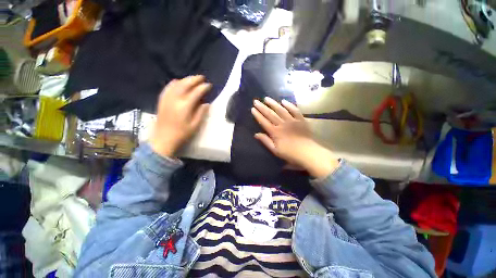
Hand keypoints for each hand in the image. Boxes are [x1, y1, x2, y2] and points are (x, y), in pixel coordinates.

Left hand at [149, 76, 210, 157]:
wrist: (163, 138)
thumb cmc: (182, 134)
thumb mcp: (195, 125)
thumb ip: (201, 113)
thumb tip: (206, 103)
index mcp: (185, 106)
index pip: (196, 92)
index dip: (204, 87)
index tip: (209, 85)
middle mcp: (175, 99)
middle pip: (185, 84)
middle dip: (194, 79)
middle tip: (202, 78)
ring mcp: (167, 98)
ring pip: (176, 84)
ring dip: (185, 79)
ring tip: (192, 79)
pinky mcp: (162, 100)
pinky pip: (168, 87)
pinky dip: (175, 83)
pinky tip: (178, 82)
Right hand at [251, 97, 339, 178]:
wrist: (307, 152)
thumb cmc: (290, 153)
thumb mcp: (275, 150)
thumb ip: (265, 141)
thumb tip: (256, 134)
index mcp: (275, 132)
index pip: (264, 121)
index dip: (257, 115)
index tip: (253, 109)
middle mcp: (282, 124)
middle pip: (270, 114)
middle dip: (262, 107)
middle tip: (256, 101)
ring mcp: (292, 120)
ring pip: (280, 110)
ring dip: (273, 103)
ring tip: (267, 98)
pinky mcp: (300, 119)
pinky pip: (294, 110)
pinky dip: (289, 105)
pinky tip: (284, 101)